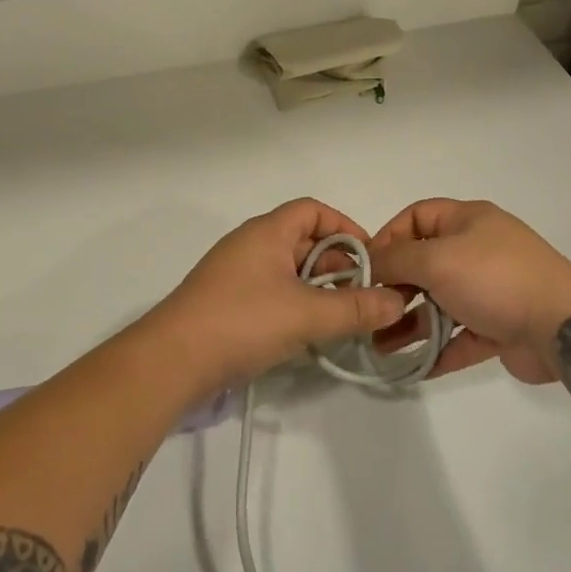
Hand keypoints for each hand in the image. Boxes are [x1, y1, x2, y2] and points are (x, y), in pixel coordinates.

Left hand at [149, 198, 406, 392]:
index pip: (313, 210)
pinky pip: (271, 292)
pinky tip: (307, 334)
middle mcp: (250, 245)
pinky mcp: (226, 303)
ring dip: (317, 289)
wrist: (171, 361)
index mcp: (267, 232)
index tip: (370, 258)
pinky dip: (295, 305)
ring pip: (287, 270)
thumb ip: (355, 308)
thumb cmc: (242, 321)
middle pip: (303, 241)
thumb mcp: (306, 314)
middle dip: (337, 265)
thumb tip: (398, 301)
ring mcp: (235, 274)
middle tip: (363, 295)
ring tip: (341, 317)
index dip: (345, 227)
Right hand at [369, 199, 570, 383]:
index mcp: (467, 220)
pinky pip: (459, 337)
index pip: (417, 216)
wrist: (562, 326)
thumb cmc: (494, 278)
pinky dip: (436, 350)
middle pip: (425, 262)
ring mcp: (490, 290)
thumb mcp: (437, 258)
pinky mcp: (499, 327)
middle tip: (370, 311)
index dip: (389, 236)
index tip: (366, 267)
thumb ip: (396, 260)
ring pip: (439, 304)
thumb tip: (370, 265)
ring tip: (379, 347)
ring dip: (410, 323)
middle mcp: (477, 250)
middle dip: (395, 287)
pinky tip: (412, 368)